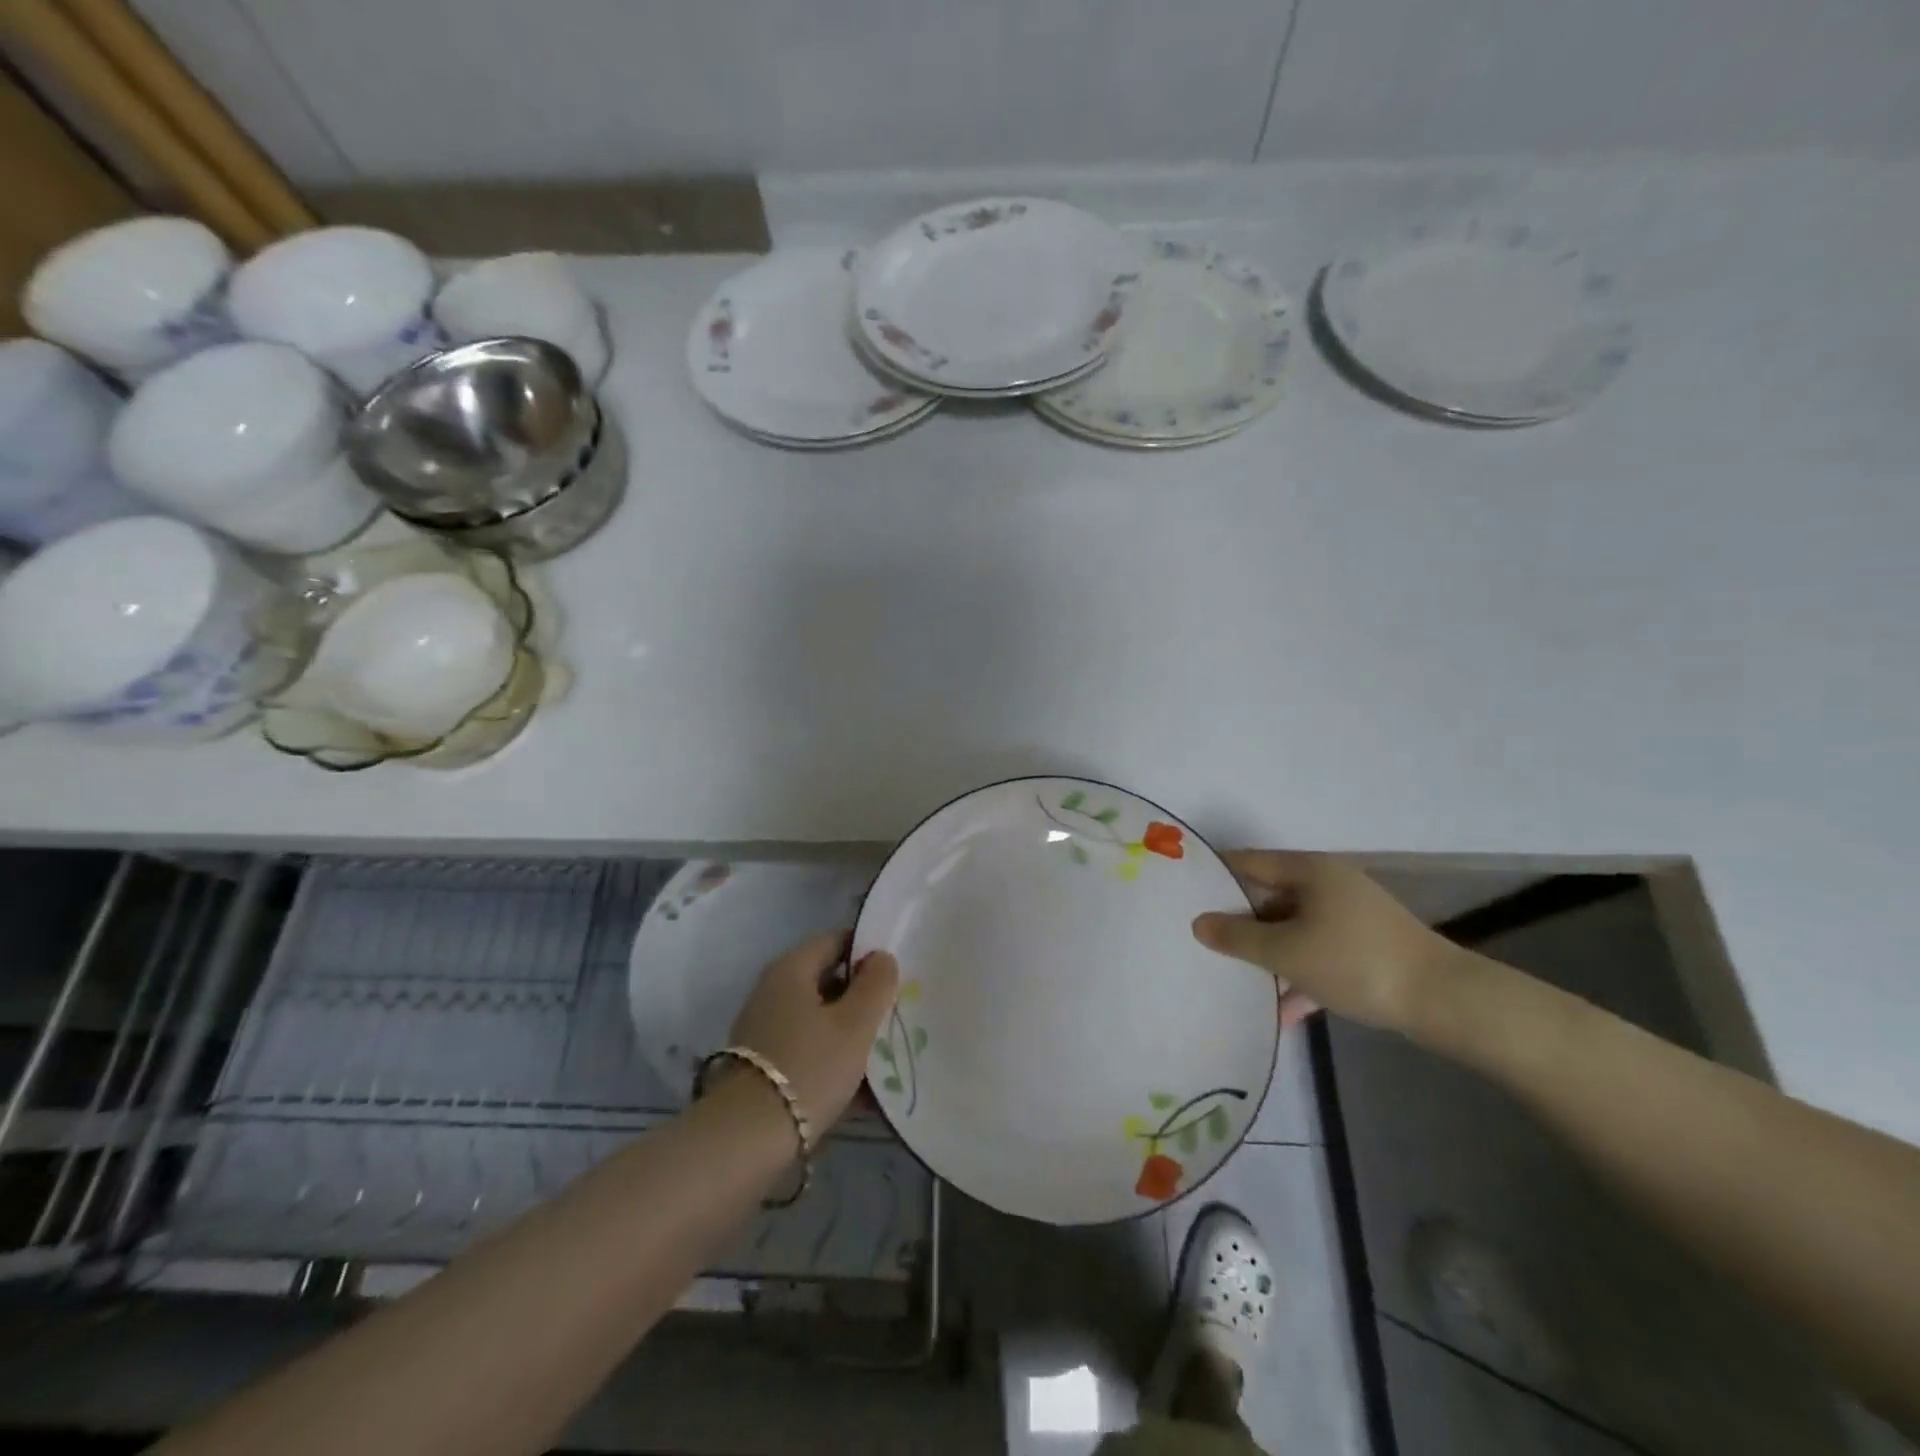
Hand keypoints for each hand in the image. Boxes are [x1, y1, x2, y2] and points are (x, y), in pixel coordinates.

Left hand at [727, 931, 899, 1130]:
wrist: (747, 1139)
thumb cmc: (809, 1066)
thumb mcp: (855, 1024)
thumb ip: (875, 984)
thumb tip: (881, 957)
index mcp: (791, 967)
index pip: (836, 941)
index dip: (868, 954)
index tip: (895, 977)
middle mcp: (772, 989)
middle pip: (827, 980)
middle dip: (861, 998)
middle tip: (893, 1017)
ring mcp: (763, 1027)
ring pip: (818, 1018)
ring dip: (848, 1033)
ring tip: (883, 1057)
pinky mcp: (761, 1064)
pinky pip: (806, 1048)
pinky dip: (830, 1059)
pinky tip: (859, 1089)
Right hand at [1191, 852, 1459, 1033]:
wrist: (1445, 1001)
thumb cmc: (1354, 962)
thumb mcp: (1286, 952)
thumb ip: (1237, 938)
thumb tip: (1198, 923)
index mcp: (1309, 871)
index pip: (1248, 862)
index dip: (1214, 874)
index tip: (1183, 892)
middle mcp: (1329, 884)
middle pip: (1270, 896)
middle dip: (1239, 921)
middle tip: (1202, 940)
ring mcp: (1350, 916)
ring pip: (1294, 928)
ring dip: (1268, 953)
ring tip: (1234, 976)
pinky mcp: (1366, 946)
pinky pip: (1319, 953)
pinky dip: (1300, 974)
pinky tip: (1282, 1011)